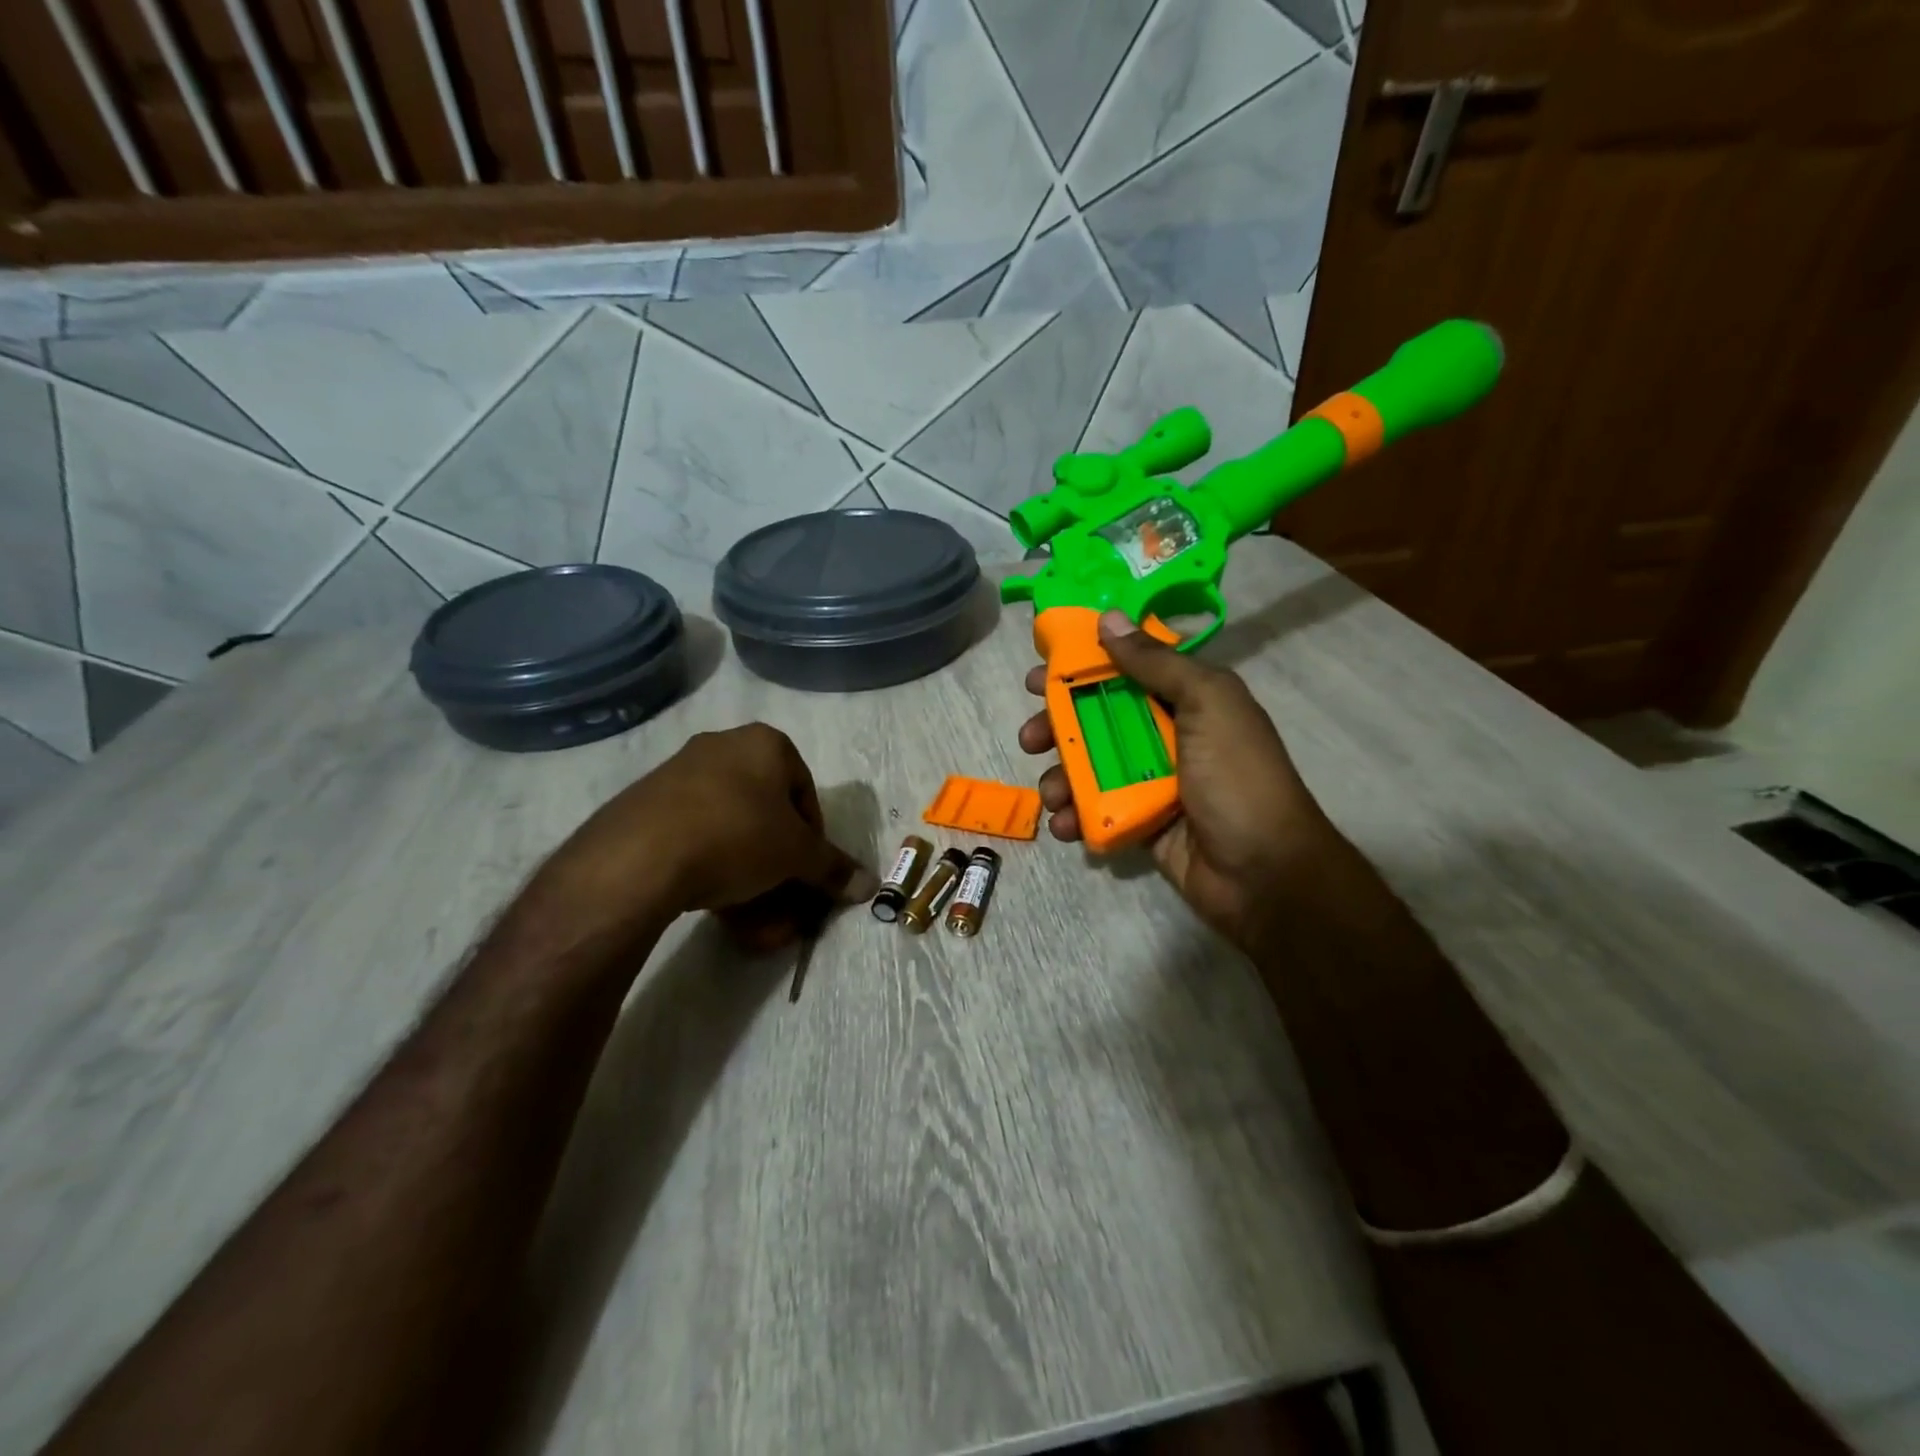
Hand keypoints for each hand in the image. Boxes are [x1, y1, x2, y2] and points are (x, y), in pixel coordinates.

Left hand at [540, 724, 876, 948]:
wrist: (640, 856)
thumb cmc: (738, 836)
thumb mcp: (796, 856)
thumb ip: (833, 868)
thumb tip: (870, 886)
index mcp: (765, 743)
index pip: (805, 793)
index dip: (813, 839)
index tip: (808, 873)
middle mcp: (723, 747)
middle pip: (766, 812)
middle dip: (778, 862)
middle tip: (781, 896)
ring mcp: (680, 773)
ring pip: (730, 829)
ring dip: (748, 874)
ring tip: (751, 919)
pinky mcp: (646, 804)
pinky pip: (694, 836)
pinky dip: (712, 869)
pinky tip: (716, 907)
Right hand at [1017, 612, 1340, 949]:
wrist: (1264, 873)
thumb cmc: (1237, 778)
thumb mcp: (1207, 705)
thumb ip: (1157, 662)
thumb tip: (1108, 619)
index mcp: (1188, 698)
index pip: (1125, 670)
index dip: (1080, 668)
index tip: (1039, 676)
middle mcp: (1167, 734)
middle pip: (1097, 718)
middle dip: (1057, 727)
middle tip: (1030, 738)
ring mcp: (1151, 780)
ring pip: (1090, 766)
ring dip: (1060, 777)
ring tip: (1051, 794)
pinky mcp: (1139, 821)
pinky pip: (1095, 809)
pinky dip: (1073, 815)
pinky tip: (1063, 825)